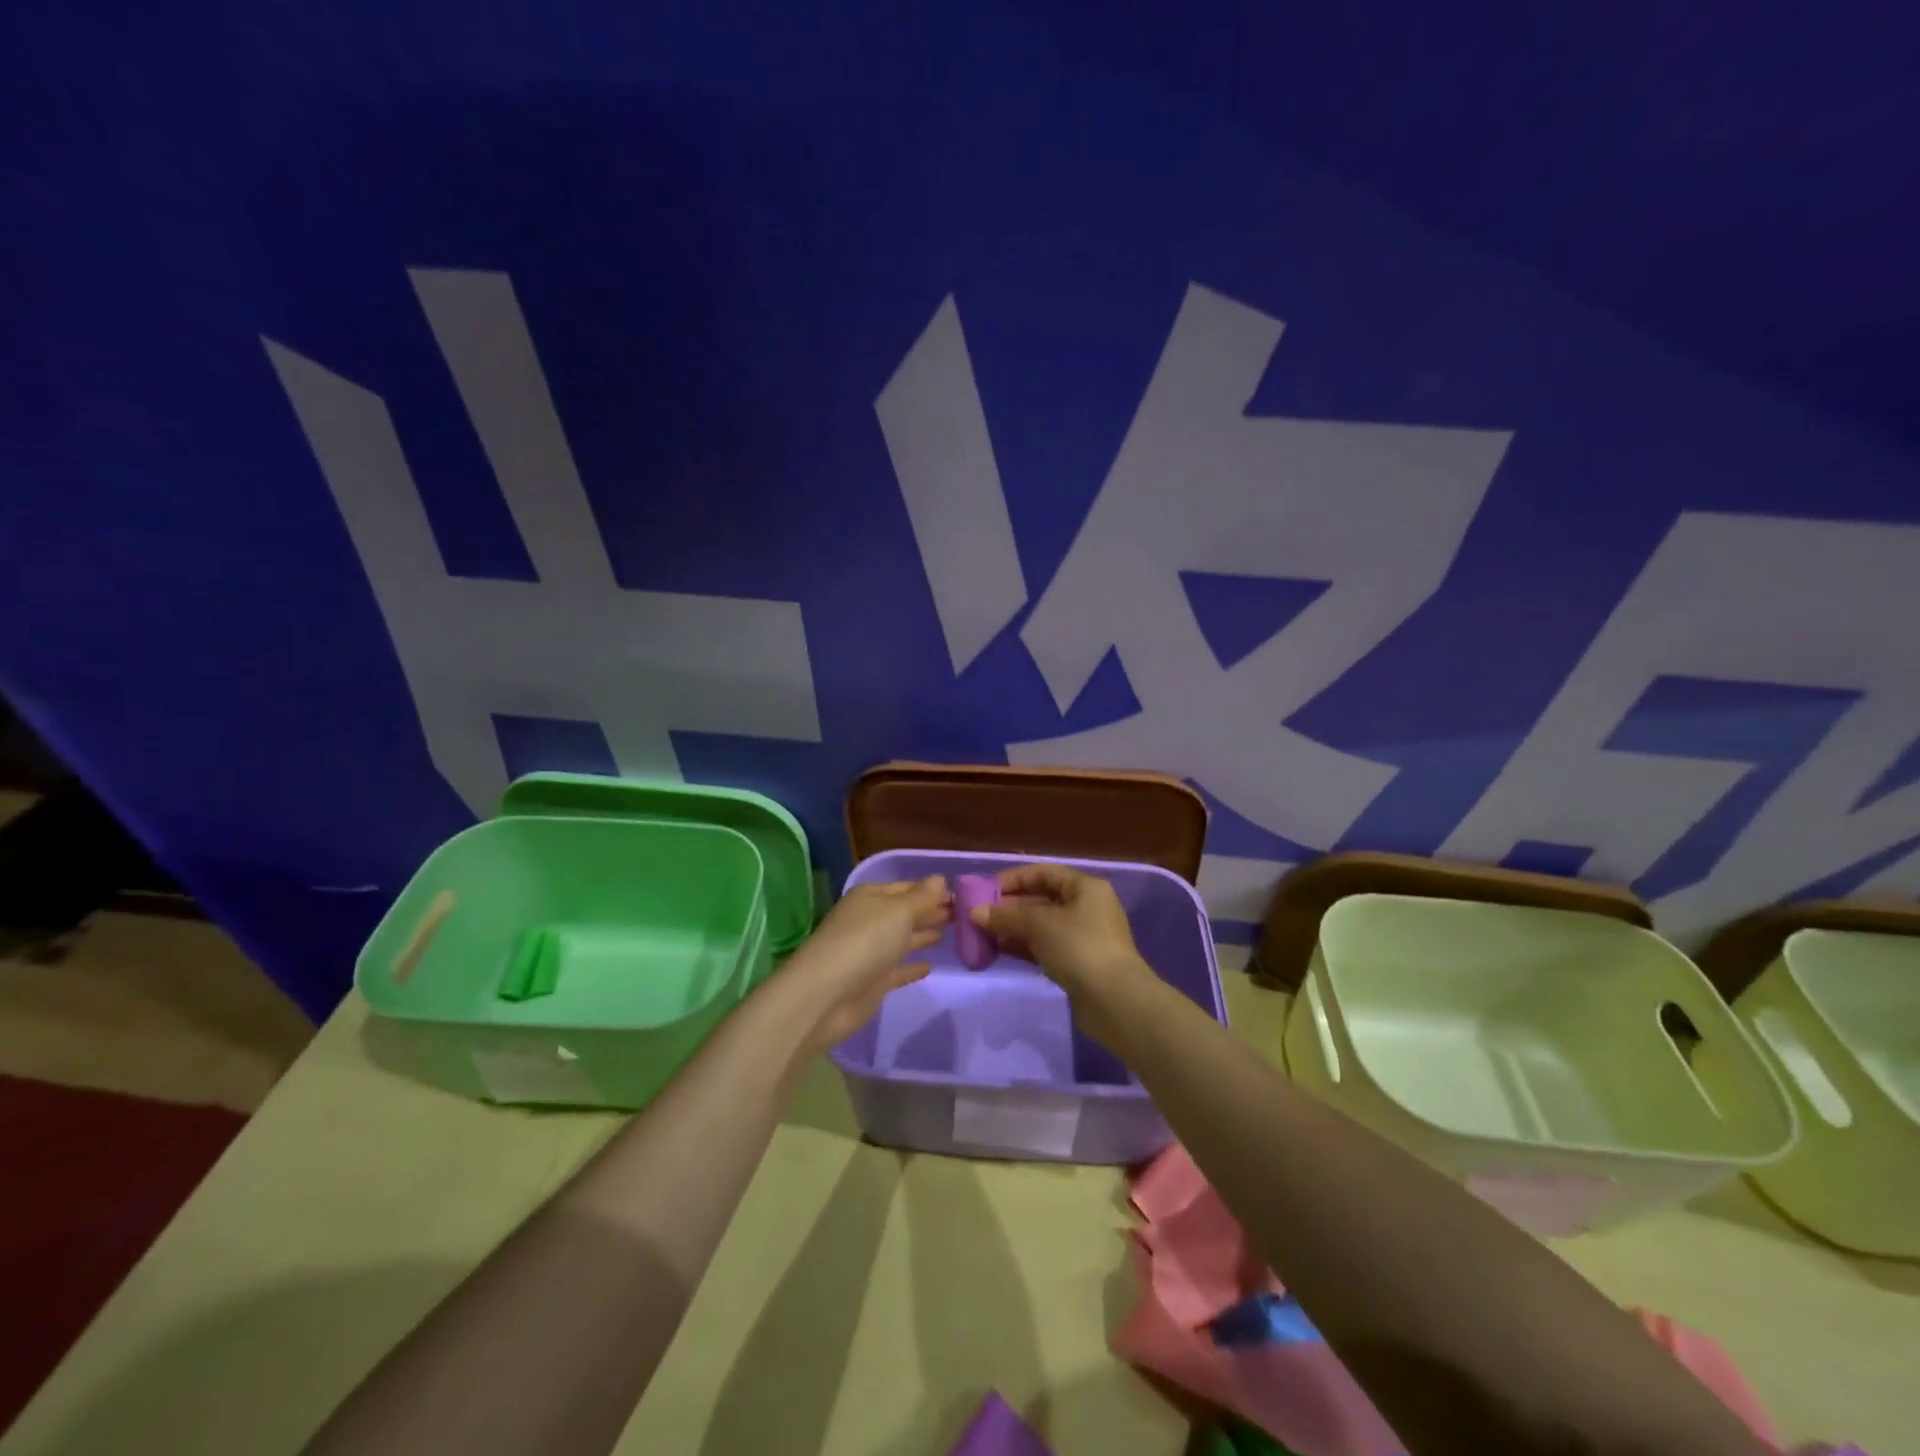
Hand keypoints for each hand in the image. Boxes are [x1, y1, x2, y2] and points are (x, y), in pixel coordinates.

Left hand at [781, 876, 951, 1051]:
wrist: (826, 995)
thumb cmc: (864, 942)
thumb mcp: (898, 912)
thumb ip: (922, 898)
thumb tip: (940, 878)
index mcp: (871, 897)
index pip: (907, 888)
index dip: (932, 891)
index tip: (962, 896)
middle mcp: (870, 921)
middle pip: (906, 913)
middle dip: (931, 911)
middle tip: (964, 913)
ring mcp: (870, 952)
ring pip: (903, 939)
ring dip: (924, 935)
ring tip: (953, 931)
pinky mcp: (872, 981)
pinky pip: (898, 969)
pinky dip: (912, 967)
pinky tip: (931, 966)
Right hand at [971, 864, 1146, 1004]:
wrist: (1114, 1000)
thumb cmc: (1079, 947)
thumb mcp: (1039, 925)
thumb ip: (1006, 916)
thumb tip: (974, 912)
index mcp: (1085, 887)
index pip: (1043, 873)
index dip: (1013, 879)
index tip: (985, 891)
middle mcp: (1087, 907)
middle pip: (1042, 899)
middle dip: (1009, 906)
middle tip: (979, 915)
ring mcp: (1084, 936)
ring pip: (1042, 925)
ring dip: (1014, 928)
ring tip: (983, 934)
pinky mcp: (1079, 962)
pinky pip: (1046, 946)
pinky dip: (1024, 946)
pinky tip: (1000, 950)